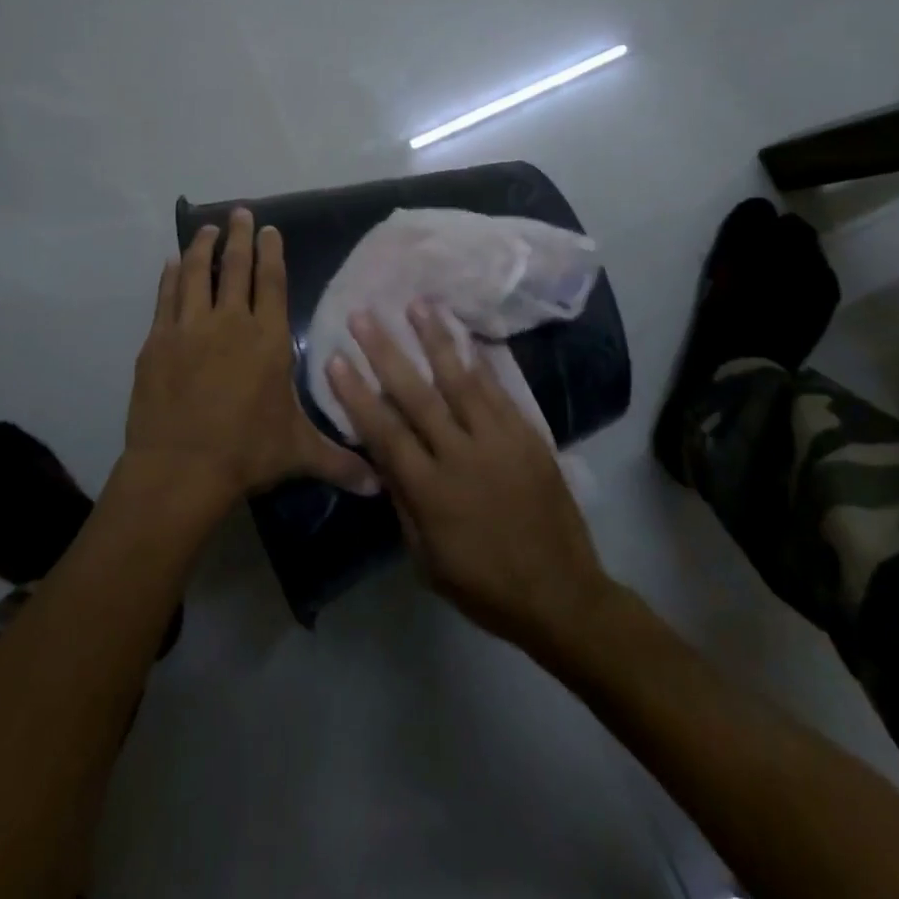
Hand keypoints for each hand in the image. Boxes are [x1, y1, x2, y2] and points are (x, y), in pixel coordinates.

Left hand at [124, 207, 376, 507]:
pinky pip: (166, 297)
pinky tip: (173, 263)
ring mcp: (189, 328)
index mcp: (267, 339)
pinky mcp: (158, 341)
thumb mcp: (299, 453)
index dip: (271, 252)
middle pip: (235, 267)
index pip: (272, 282)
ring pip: (197, 274)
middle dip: (238, 236)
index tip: (268, 229)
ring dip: (202, 247)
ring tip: (206, 228)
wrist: (181, 467)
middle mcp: (230, 322)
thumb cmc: (246, 453)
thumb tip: (379, 486)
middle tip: (238, 212)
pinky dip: (171, 276)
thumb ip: (339, 461)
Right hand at [326, 303, 608, 648]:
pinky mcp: (528, 436)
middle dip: (386, 352)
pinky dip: (479, 362)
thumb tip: (381, 458)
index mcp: (432, 493)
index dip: (358, 395)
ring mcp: (500, 441)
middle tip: (364, 316)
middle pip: (417, 395)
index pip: (385, 433)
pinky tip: (465, 336)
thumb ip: (403, 503)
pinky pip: (499, 391)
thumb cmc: (485, 586)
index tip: (336, 359)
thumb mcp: (427, 560)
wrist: (562, 595)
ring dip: (435, 339)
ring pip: (461, 380)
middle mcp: (462, 456)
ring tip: (417, 304)